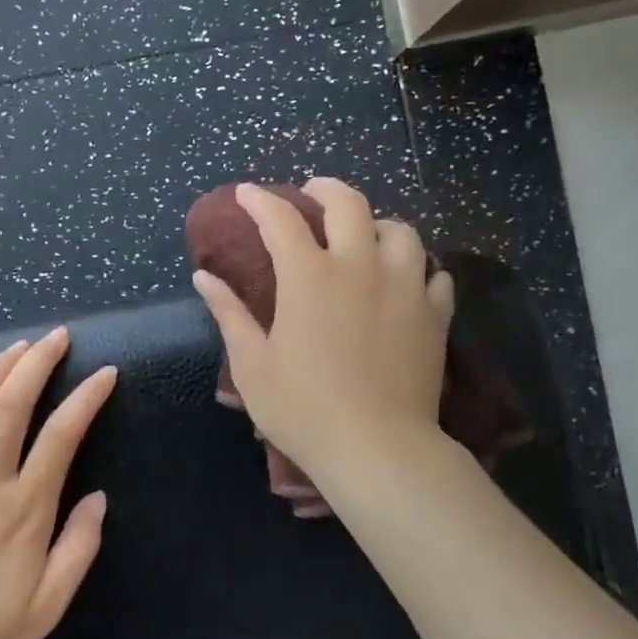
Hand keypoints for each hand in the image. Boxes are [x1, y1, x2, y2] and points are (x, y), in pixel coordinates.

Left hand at [0, 327, 114, 638]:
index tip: (105, 373)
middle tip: (58, 336)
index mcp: (24, 509)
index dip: (86, 399)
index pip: (61, 436)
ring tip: (17, 346)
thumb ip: (78, 550)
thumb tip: (99, 498)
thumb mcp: (46, 608)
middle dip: (37, 363)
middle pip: (11, 406)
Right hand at [192, 178, 453, 492]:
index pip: (280, 219)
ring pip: (401, 231)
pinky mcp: (434, 316)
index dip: (259, 200)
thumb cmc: (303, 408)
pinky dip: (418, 268)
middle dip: (325, 189)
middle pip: (349, 204)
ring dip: (377, 225)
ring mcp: (404, 288)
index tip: (246, 193)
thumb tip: (204, 277)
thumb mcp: (253, 364)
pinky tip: (406, 281)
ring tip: (365, 237)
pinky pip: (434, 275)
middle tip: (311, 193)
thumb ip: (229, 313)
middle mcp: (359, 267)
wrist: (378, 449)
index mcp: (309, 276)